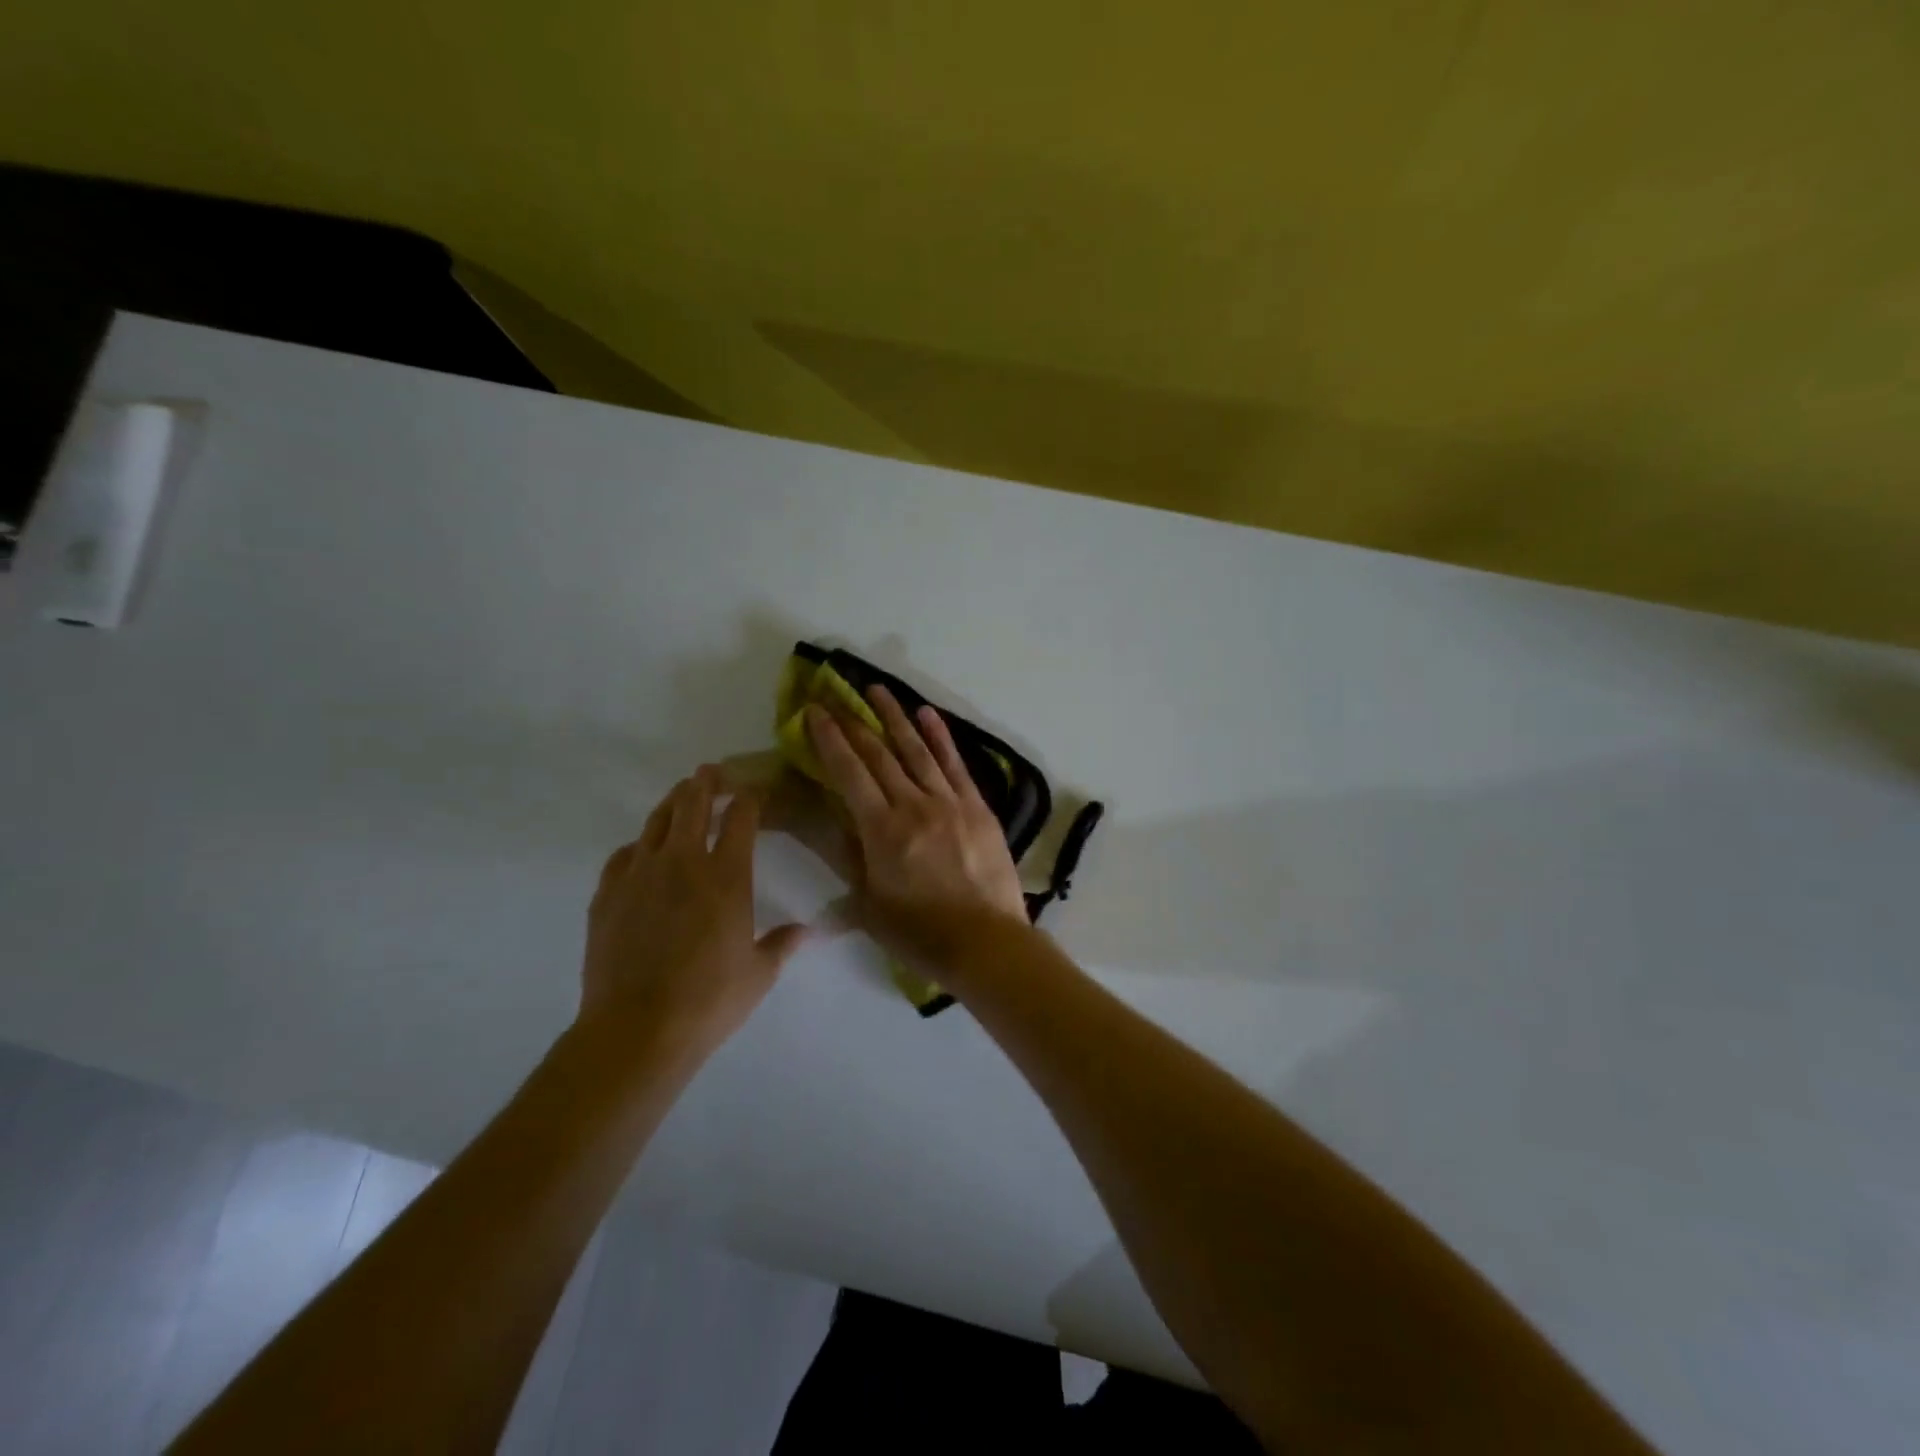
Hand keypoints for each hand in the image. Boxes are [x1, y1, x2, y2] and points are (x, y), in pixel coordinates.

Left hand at [582, 767, 807, 1055]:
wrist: (637, 1029)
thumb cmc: (709, 1000)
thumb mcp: (759, 974)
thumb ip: (783, 944)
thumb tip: (812, 931)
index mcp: (727, 876)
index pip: (742, 819)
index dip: (750, 798)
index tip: (754, 791)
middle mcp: (684, 863)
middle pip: (694, 806)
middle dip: (706, 784)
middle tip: (711, 771)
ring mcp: (640, 875)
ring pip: (657, 822)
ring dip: (672, 803)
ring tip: (681, 794)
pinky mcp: (608, 894)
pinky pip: (624, 855)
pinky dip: (639, 845)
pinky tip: (642, 850)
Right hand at [805, 686, 1030, 967]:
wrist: (986, 942)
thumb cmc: (920, 933)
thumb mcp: (868, 903)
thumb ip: (850, 858)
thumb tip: (834, 825)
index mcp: (881, 830)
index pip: (849, 773)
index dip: (829, 739)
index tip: (815, 712)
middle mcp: (913, 805)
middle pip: (879, 754)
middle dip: (854, 722)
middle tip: (837, 695)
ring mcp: (949, 802)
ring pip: (917, 750)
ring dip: (895, 717)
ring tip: (877, 690)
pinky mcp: (977, 807)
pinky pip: (955, 764)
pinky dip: (940, 737)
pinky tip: (927, 715)